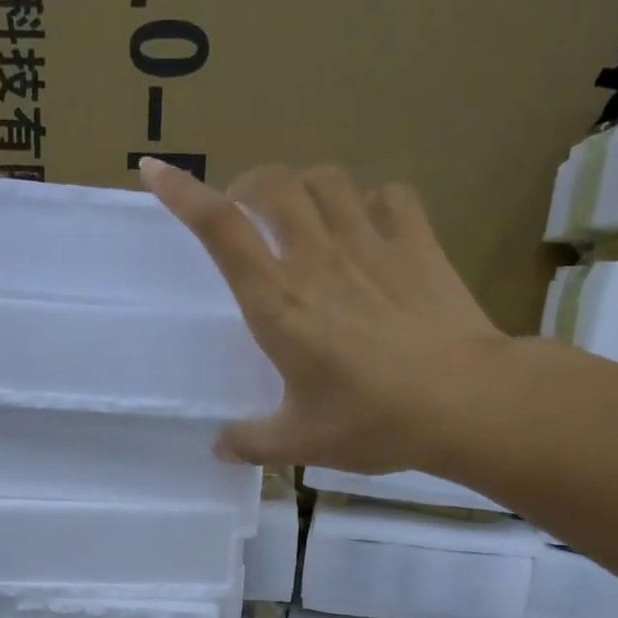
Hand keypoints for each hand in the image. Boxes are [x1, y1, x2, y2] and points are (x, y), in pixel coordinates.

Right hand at [140, 159, 511, 473]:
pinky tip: (370, 223)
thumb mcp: (301, 443)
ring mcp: (372, 244)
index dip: (183, 194)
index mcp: (279, 304)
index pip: (221, 231)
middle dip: (248, 185)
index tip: (154, 170)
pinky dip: (371, 200)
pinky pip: (389, 196)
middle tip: (245, 212)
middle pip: (273, 185)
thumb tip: (219, 448)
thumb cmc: (372, 421)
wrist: (464, 401)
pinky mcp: (418, 243)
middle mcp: (318, 259)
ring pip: (327, 180)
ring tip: (301, 212)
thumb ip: (252, 442)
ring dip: (304, 186)